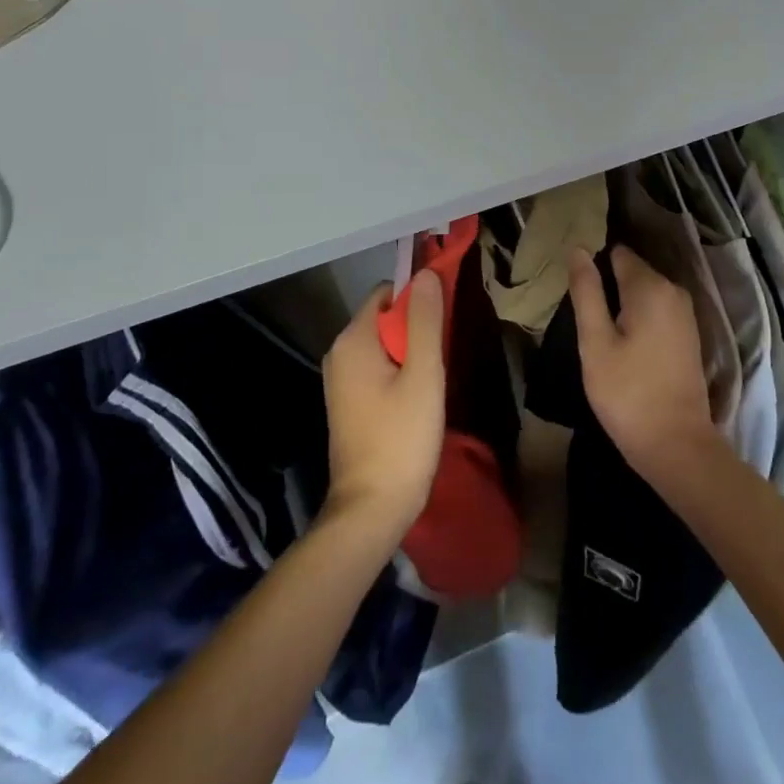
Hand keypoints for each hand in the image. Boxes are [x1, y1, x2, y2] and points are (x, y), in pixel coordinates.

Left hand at [321, 273, 445, 539]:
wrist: (371, 510)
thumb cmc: (401, 438)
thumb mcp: (424, 375)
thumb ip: (426, 321)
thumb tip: (425, 274)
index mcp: (353, 340)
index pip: (388, 293)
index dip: (418, 299)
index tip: (444, 323)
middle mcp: (339, 353)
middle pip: (385, 317)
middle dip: (416, 329)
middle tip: (441, 358)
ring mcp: (340, 380)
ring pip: (384, 344)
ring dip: (411, 353)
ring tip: (432, 382)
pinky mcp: (347, 402)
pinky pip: (377, 367)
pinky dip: (398, 372)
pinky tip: (417, 400)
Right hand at [568, 246, 724, 480]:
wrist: (677, 445)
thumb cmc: (628, 393)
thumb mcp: (595, 342)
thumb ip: (587, 292)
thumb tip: (578, 249)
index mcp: (651, 286)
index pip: (617, 253)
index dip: (593, 264)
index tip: (574, 286)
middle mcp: (673, 290)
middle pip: (632, 271)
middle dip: (607, 284)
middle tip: (581, 313)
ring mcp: (685, 313)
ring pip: (644, 292)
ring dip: (621, 303)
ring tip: (597, 328)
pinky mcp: (688, 334)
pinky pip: (656, 310)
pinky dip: (638, 317)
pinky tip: (621, 341)